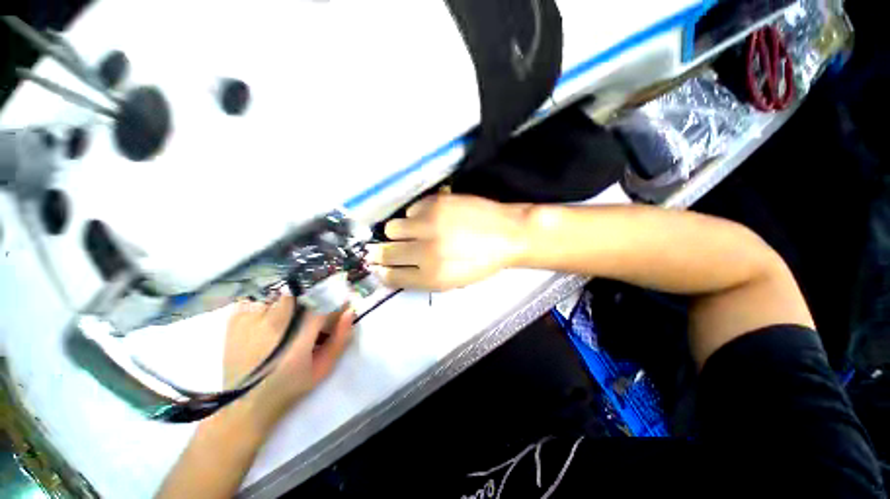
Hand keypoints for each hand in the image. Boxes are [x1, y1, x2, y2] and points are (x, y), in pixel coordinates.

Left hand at [219, 294, 354, 435]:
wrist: (244, 404)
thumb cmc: (289, 387)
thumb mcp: (323, 368)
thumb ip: (340, 339)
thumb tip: (350, 311)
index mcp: (299, 335)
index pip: (324, 303)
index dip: (334, 302)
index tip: (338, 307)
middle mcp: (275, 322)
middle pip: (303, 295)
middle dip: (312, 303)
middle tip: (310, 320)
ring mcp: (252, 318)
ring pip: (281, 296)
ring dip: (290, 305)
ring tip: (287, 324)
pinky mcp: (235, 320)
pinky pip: (257, 301)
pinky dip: (265, 306)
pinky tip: (266, 322)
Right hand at [366, 194, 529, 290]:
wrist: (507, 234)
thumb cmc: (481, 263)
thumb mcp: (452, 281)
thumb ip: (421, 277)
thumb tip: (395, 269)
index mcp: (432, 276)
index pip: (391, 276)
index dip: (381, 272)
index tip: (377, 267)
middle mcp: (426, 251)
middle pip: (385, 252)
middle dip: (380, 253)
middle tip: (382, 249)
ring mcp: (429, 224)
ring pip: (392, 228)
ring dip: (399, 232)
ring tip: (413, 232)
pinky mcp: (435, 203)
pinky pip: (411, 210)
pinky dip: (416, 216)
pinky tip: (431, 218)